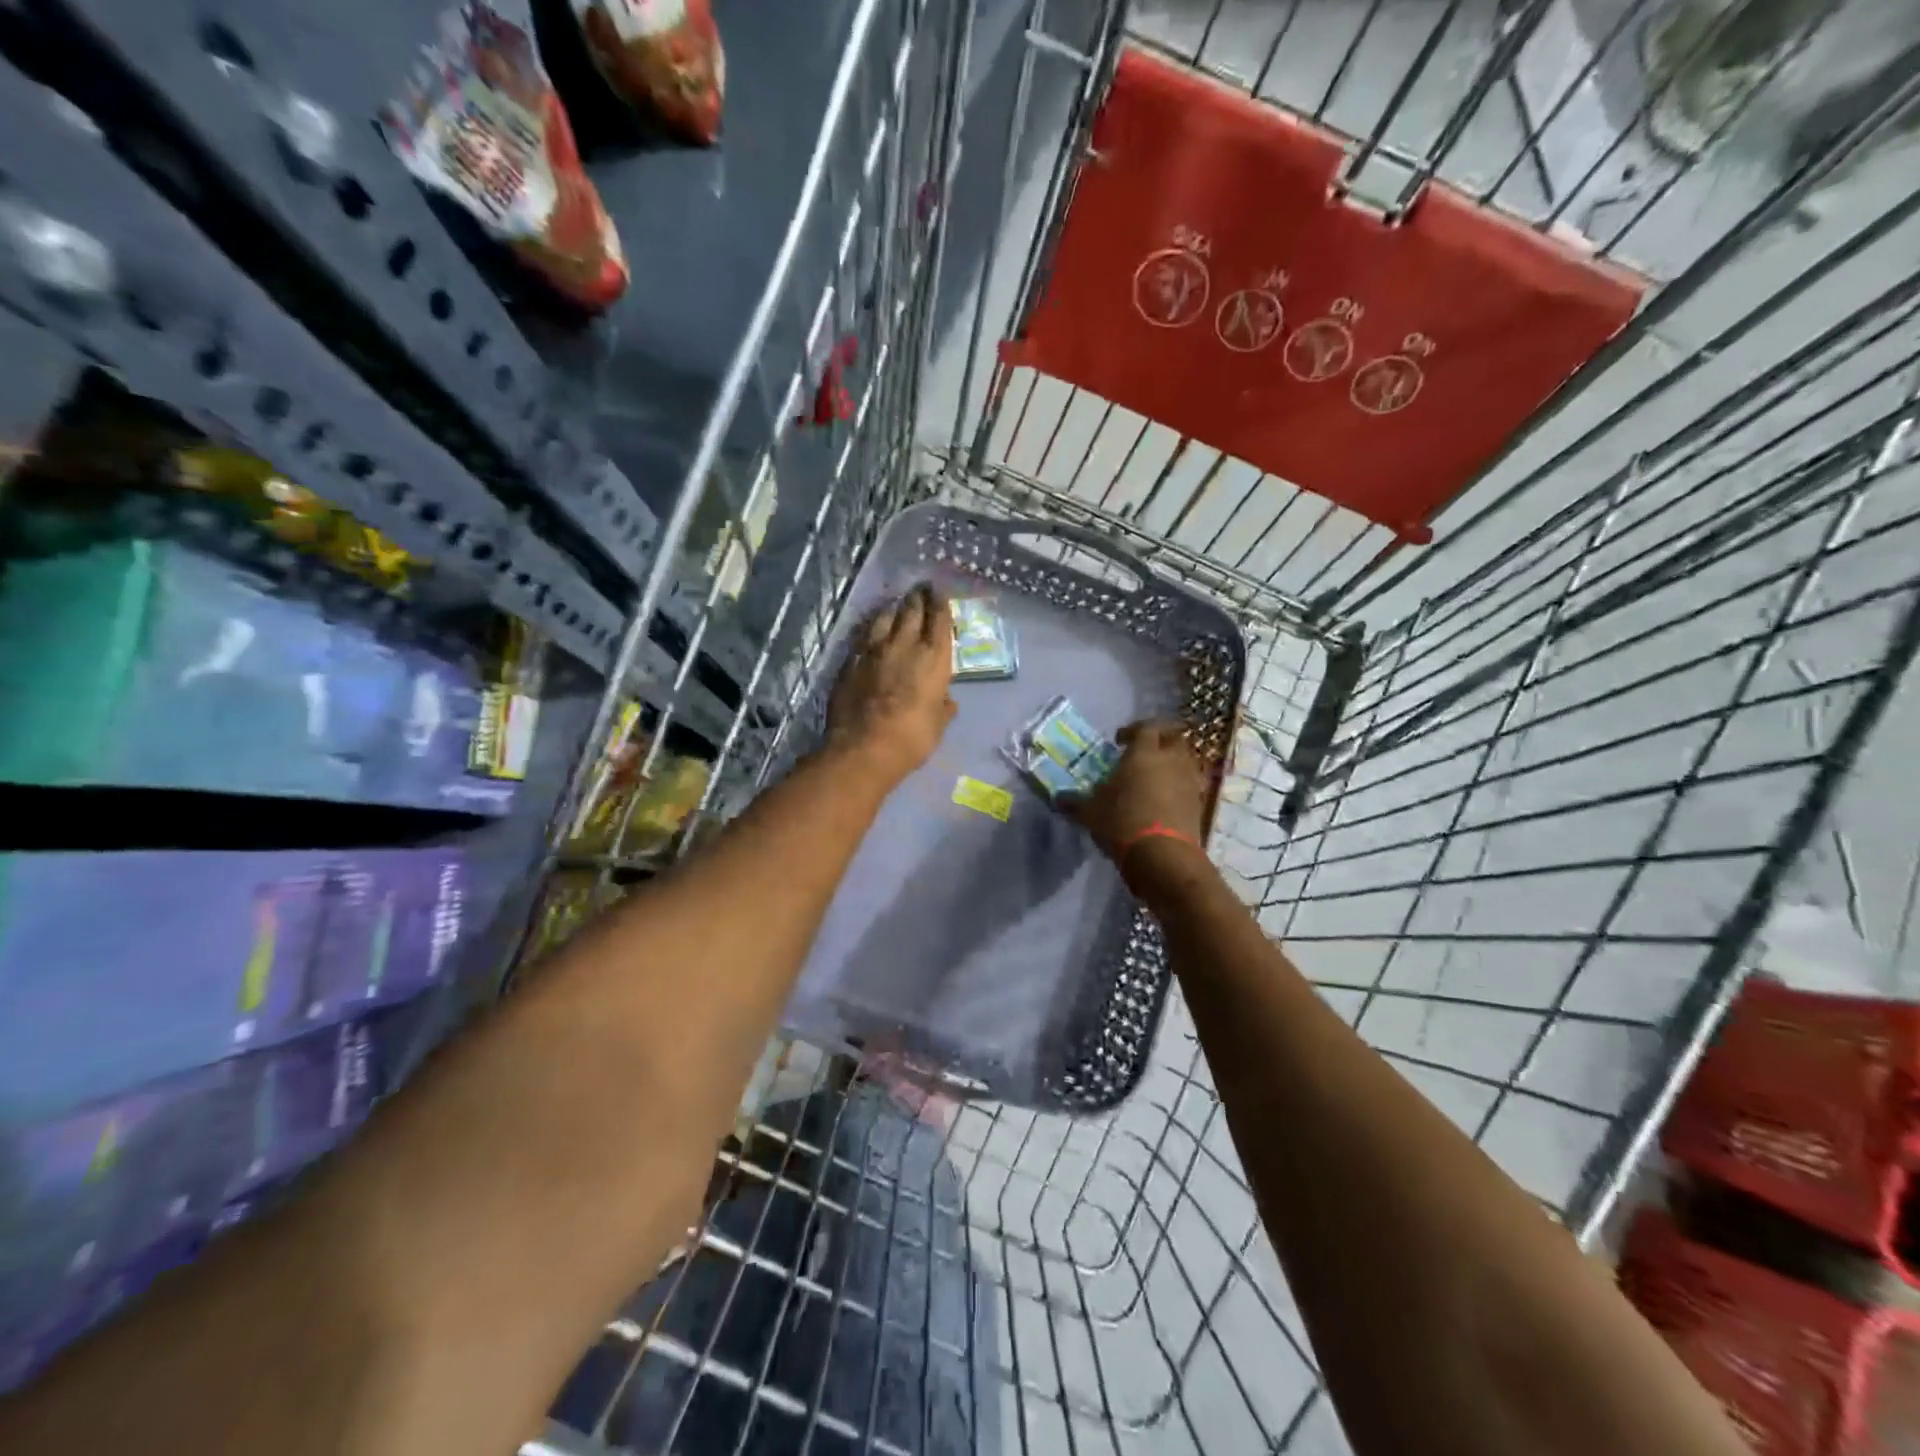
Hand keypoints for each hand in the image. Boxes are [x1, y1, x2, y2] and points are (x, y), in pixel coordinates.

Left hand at [826, 584, 955, 787]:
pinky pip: (863, 636)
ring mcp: (874, 651)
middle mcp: (905, 645)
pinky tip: (872, 629)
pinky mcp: (851, 661)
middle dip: (917, 598)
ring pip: (884, 617)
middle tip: (920, 589)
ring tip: (896, 604)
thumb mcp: (938, 725)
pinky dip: (871, 628)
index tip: (939, 593)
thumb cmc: (912, 738)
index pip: (939, 620)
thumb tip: (946, 700)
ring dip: (893, 608)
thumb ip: (943, 707)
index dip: (940, 604)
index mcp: (934, 658)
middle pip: (911, 611)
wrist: (864, 747)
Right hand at [1066, 719, 1208, 865]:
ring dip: (1172, 763)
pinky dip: (1179, 786)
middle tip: (1144, 752)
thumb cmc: (1122, 823)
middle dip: (1160, 740)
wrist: (1163, 856)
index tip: (1120, 741)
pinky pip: (1190, 785)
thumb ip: (1074, 802)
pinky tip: (1164, 800)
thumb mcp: (1090, 813)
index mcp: (1144, 753)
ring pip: (1185, 761)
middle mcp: (1171, 760)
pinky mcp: (1199, 804)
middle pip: (1174, 738)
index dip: (1132, 730)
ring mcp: (1189, 781)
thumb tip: (1058, 798)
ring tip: (1155, 777)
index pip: (1145, 728)